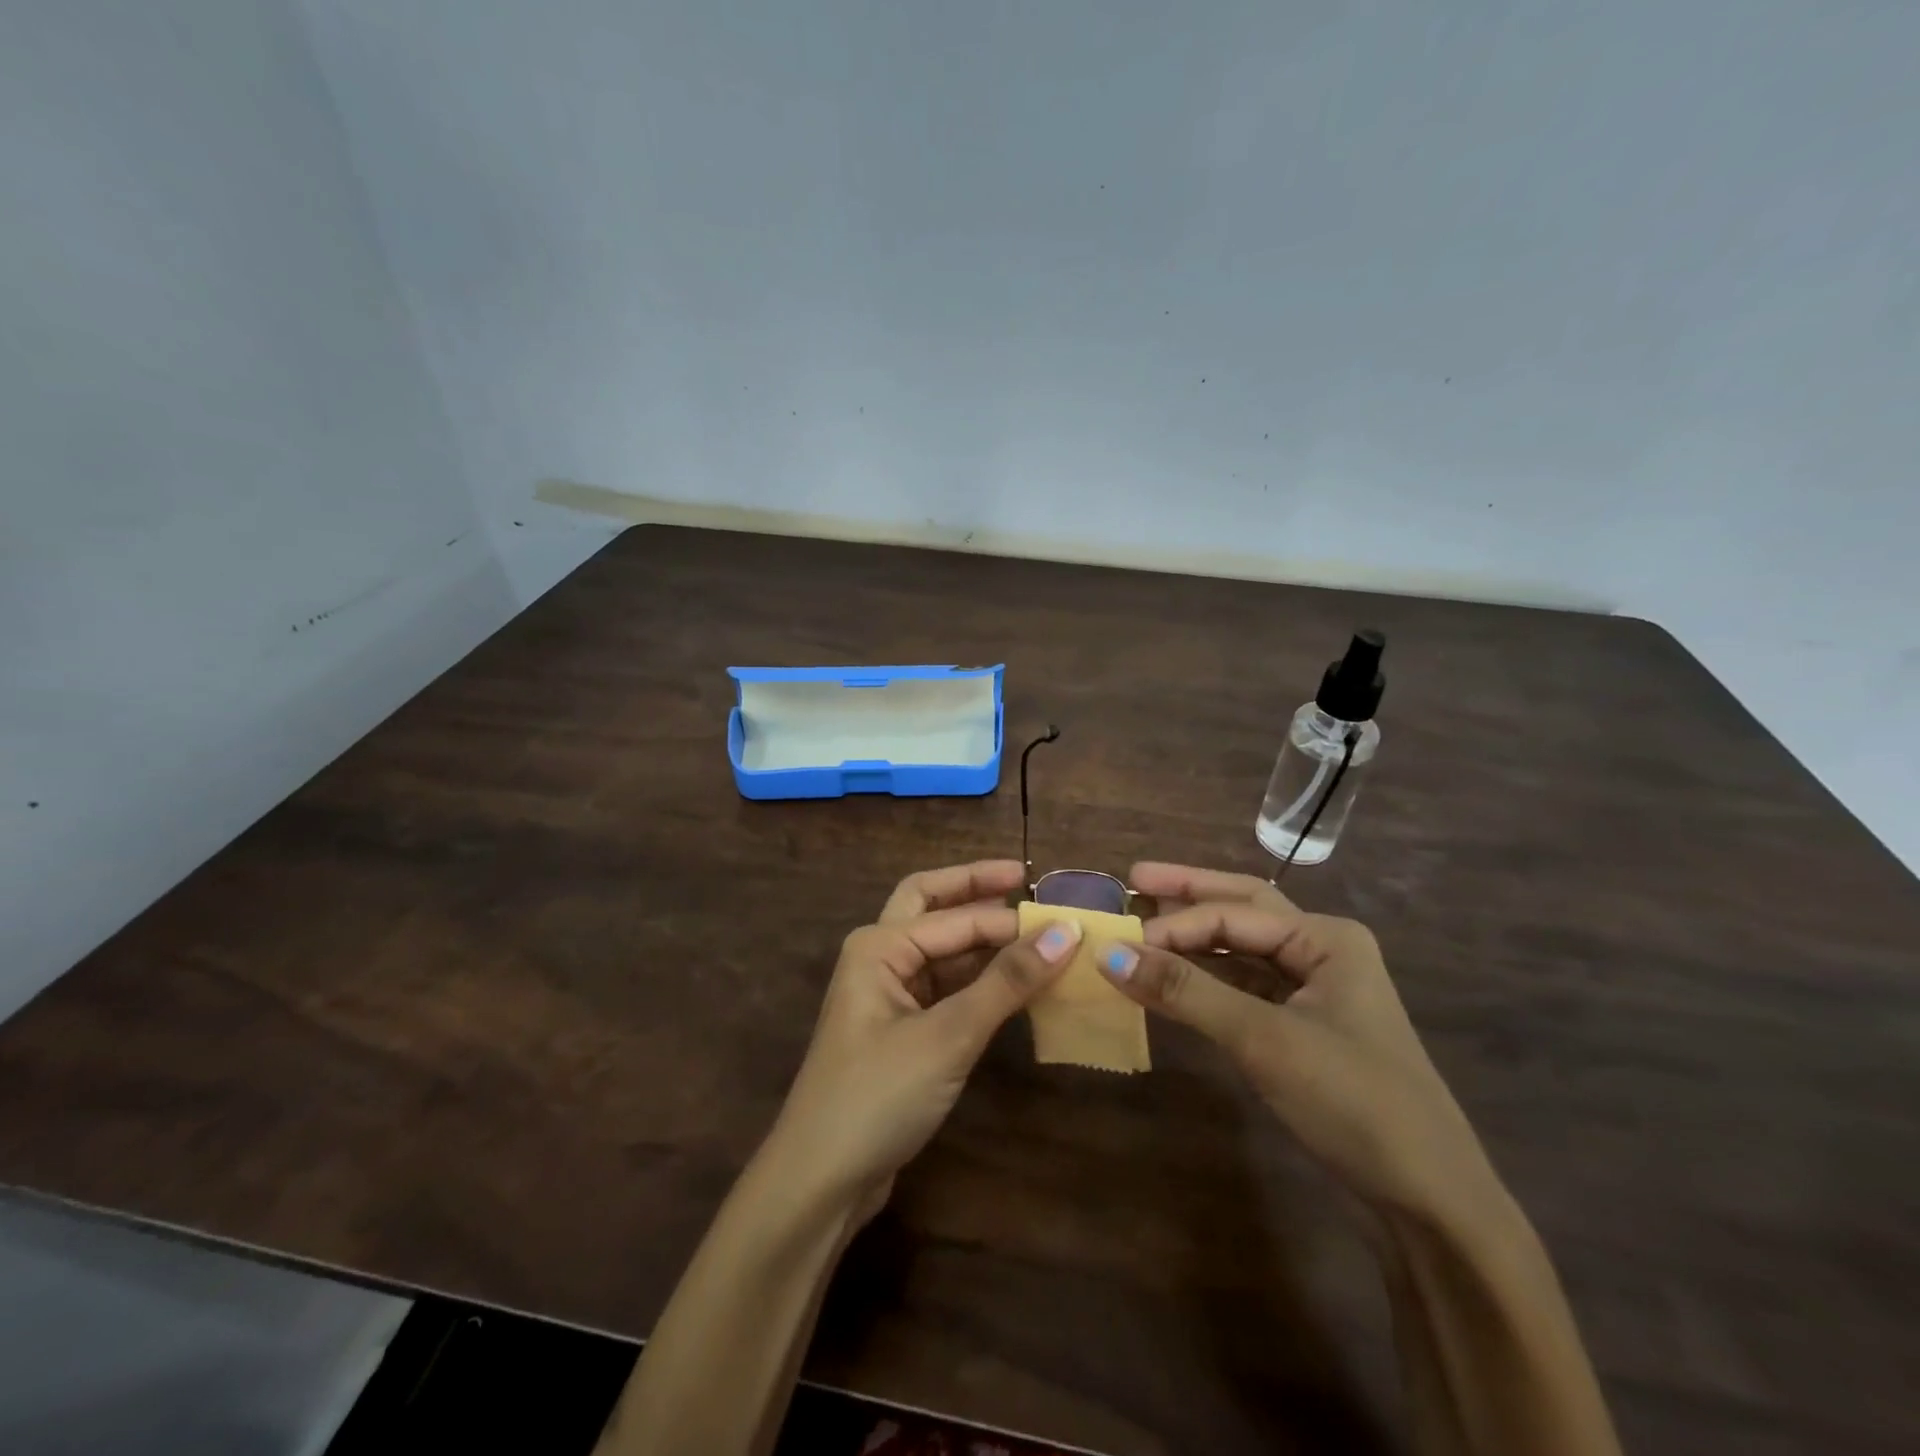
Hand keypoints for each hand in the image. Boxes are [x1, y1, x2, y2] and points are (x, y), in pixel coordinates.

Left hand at [765, 861, 1079, 1214]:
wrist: (820, 1182)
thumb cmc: (878, 1095)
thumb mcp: (948, 1036)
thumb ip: (1007, 982)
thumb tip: (1066, 931)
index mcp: (879, 945)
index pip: (956, 917)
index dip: (1010, 918)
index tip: (1066, 918)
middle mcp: (880, 958)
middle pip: (932, 907)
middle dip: (974, 891)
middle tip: (1023, 880)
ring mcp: (888, 995)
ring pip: (941, 950)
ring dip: (982, 941)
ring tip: (1034, 937)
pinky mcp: (901, 1031)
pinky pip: (945, 988)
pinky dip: (978, 981)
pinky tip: (1015, 986)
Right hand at [1095, 862, 1498, 1223]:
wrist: (1431, 1203)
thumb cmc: (1354, 1101)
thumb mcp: (1263, 1039)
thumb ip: (1186, 991)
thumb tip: (1108, 954)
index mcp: (1326, 938)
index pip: (1233, 914)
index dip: (1175, 924)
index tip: (1120, 940)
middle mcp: (1322, 951)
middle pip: (1243, 908)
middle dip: (1189, 892)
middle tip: (1135, 877)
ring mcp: (1316, 991)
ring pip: (1244, 948)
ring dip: (1196, 936)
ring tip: (1148, 920)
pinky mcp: (1304, 1029)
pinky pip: (1246, 987)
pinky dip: (1209, 978)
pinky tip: (1177, 977)